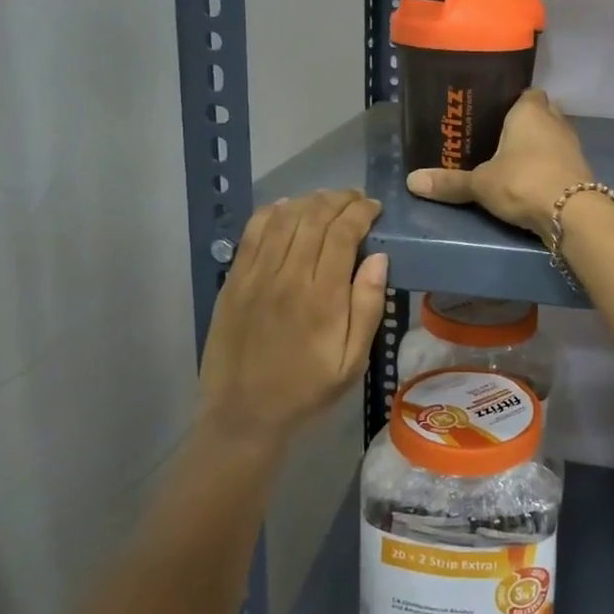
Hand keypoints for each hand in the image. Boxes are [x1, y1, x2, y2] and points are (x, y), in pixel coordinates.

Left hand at [197, 190, 387, 453]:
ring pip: (284, 219)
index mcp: (322, 298)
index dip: (361, 212)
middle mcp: (288, 277)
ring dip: (309, 201)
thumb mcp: (352, 361)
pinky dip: (272, 212)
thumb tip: (379, 258)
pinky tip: (288, 208)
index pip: (343, 234)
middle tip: (356, 199)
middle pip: (314, 218)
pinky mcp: (234, 280)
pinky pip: (253, 233)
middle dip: (339, 200)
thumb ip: (367, 307)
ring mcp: (256, 276)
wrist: (244, 414)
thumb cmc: (307, 389)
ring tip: (327, 200)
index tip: (374, 207)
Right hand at [405, 89, 593, 242]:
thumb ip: (450, 182)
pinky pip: (559, 160)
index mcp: (530, 110)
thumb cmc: (523, 181)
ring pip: (552, 137)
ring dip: (537, 147)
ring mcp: (572, 145)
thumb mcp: (480, 183)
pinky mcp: (580, 170)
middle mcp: (555, 121)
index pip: (526, 92)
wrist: (572, 213)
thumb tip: (411, 181)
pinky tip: (529, 179)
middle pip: (541, 113)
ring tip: (511, 160)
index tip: (494, 112)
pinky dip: (547, 166)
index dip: (512, 100)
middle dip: (523, 124)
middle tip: (497, 137)